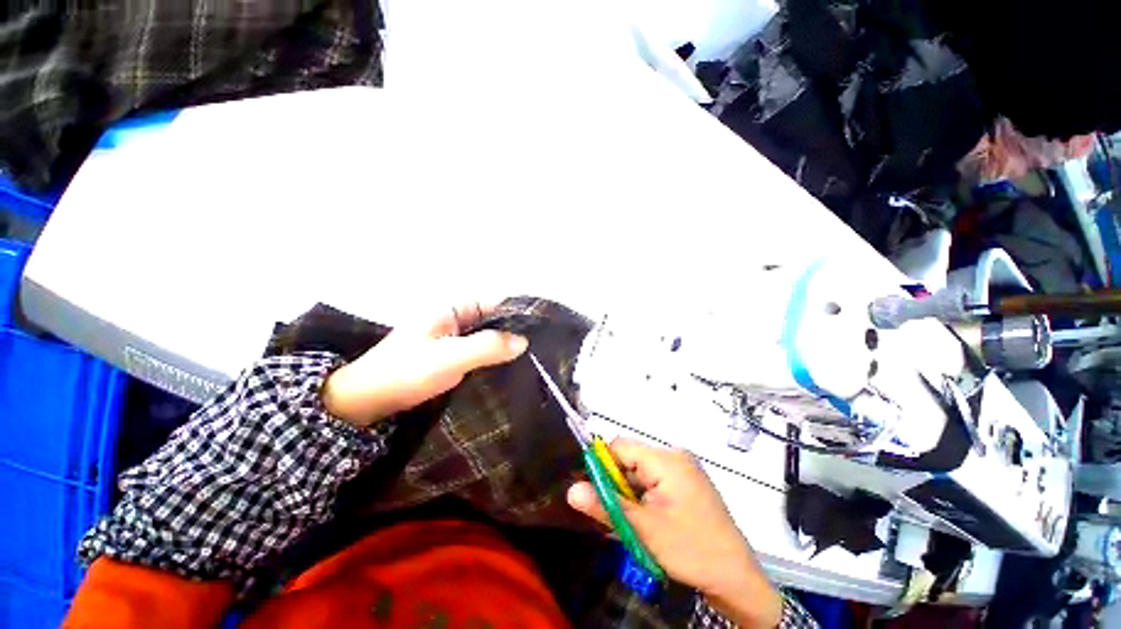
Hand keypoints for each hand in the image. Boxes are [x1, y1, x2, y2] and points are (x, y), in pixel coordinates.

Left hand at [322, 301, 527, 426]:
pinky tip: (511, 368)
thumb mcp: (448, 358)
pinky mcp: (454, 353)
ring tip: (535, 359)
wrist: (365, 400)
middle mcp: (458, 317)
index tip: (544, 329)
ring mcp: (456, 336)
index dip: (520, 312)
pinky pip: (482, 350)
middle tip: (543, 348)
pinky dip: (496, 356)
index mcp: (454, 307)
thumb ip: (487, 347)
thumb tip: (524, 341)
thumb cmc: (404, 373)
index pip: (498, 301)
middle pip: (497, 317)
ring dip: (508, 345)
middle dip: (517, 330)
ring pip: (491, 335)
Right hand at [567, 438, 781, 627]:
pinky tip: (643, 522)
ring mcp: (683, 470)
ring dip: (630, 495)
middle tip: (612, 514)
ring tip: (629, 523)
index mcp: (666, 460)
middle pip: (631, 460)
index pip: (621, 446)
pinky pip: (655, 483)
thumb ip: (605, 506)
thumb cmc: (690, 549)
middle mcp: (675, 457)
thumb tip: (571, 490)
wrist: (736, 577)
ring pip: (642, 473)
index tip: (592, 490)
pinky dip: (644, 499)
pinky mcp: (687, 484)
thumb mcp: (643, 529)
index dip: (602, 464)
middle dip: (617, 484)